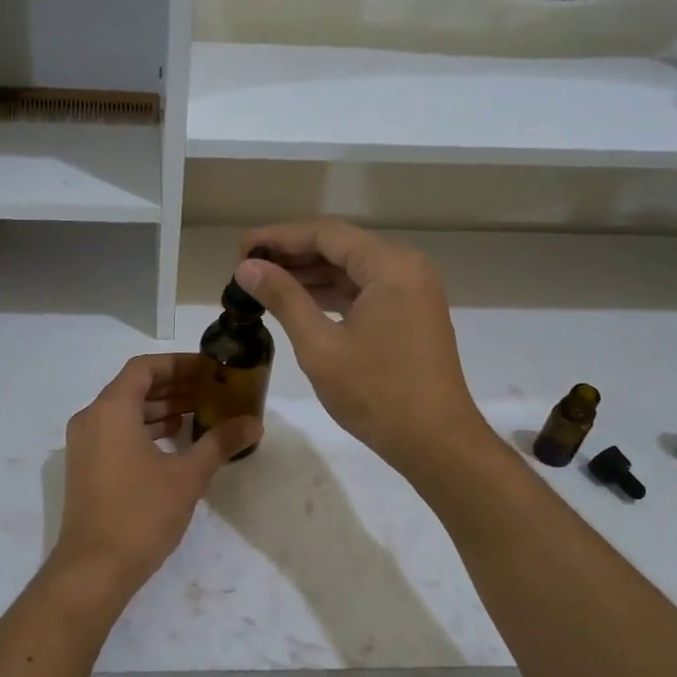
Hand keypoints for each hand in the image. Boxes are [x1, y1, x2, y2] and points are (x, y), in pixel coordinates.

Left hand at [48, 354, 260, 599]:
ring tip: (199, 413)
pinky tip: (175, 442)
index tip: (209, 369)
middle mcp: (91, 419)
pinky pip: (116, 433)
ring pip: (125, 412)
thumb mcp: (188, 476)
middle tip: (211, 390)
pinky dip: (145, 430)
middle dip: (173, 386)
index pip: (144, 368)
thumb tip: (254, 424)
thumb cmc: (141, 513)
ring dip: (160, 409)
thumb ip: (220, 443)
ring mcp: (84, 445)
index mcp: (111, 410)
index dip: (178, 364)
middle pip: (133, 388)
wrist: (94, 568)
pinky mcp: (86, 468)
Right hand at [235, 220, 488, 477]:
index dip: (279, 237)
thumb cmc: (376, 392)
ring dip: (311, 275)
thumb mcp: (320, 345)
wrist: (435, 441)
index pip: (326, 234)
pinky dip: (332, 295)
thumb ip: (284, 299)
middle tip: (246, 267)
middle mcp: (407, 268)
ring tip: (264, 284)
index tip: (241, 248)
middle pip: (341, 247)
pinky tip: (299, 303)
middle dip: (293, 255)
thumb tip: (247, 268)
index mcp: (390, 266)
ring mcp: (413, 292)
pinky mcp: (411, 316)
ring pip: (352, 271)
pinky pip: (366, 292)